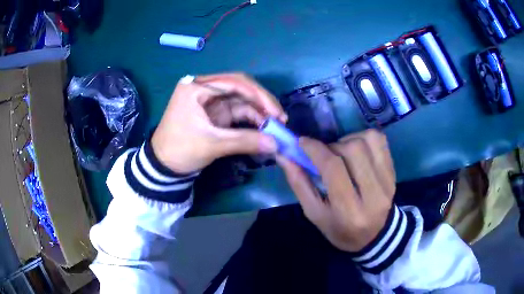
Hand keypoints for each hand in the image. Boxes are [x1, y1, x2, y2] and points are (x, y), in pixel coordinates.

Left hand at [152, 73, 286, 173]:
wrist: (163, 166)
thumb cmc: (180, 150)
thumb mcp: (211, 144)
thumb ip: (244, 141)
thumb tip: (275, 144)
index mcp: (197, 87)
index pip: (234, 82)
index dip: (259, 95)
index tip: (276, 113)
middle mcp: (205, 88)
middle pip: (241, 88)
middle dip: (262, 102)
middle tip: (280, 118)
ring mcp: (211, 100)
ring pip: (242, 100)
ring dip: (259, 112)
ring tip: (275, 126)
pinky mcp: (215, 113)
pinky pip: (238, 112)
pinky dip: (251, 120)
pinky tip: (263, 129)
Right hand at [277, 130, 395, 251]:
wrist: (376, 235)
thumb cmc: (341, 229)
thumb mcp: (315, 214)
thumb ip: (299, 184)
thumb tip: (284, 155)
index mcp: (349, 210)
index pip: (333, 168)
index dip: (315, 149)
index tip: (302, 142)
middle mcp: (373, 193)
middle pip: (352, 150)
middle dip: (332, 146)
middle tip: (324, 155)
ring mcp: (387, 180)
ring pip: (367, 141)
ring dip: (348, 140)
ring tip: (341, 152)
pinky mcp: (393, 171)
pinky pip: (380, 141)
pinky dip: (364, 137)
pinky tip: (357, 149)